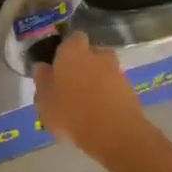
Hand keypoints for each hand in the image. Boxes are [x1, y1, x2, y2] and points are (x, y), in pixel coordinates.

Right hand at [32, 32, 155, 163]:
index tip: (57, 66)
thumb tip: (42, 67)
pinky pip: (113, 87)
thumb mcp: (44, 100)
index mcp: (73, 51)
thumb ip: (42, 81)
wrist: (114, 133)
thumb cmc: (70, 112)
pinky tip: (98, 113)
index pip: (71, 39)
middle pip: (89, 54)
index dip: (65, 50)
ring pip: (102, 71)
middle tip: (70, 85)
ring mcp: (116, 71)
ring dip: (95, 81)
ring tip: (84, 104)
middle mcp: (97, 54)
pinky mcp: (130, 89)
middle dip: (82, 65)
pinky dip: (107, 95)